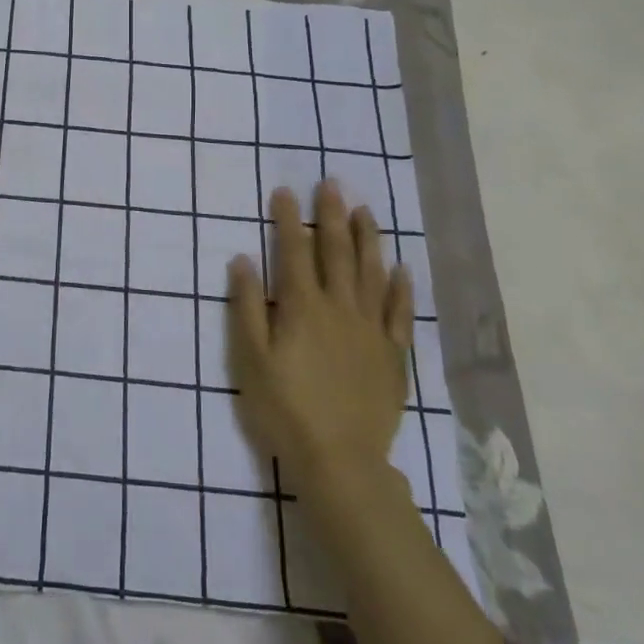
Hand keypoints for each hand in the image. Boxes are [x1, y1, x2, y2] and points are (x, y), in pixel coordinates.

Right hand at [228, 181, 413, 498]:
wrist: (341, 460)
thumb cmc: (285, 407)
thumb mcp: (251, 358)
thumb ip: (247, 306)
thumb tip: (242, 259)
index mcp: (302, 307)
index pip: (293, 252)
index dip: (288, 220)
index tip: (284, 191)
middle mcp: (340, 309)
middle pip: (336, 253)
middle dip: (331, 216)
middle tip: (331, 184)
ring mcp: (371, 330)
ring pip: (371, 274)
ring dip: (367, 239)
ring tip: (365, 211)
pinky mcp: (392, 355)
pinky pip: (399, 312)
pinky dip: (399, 288)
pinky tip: (400, 268)